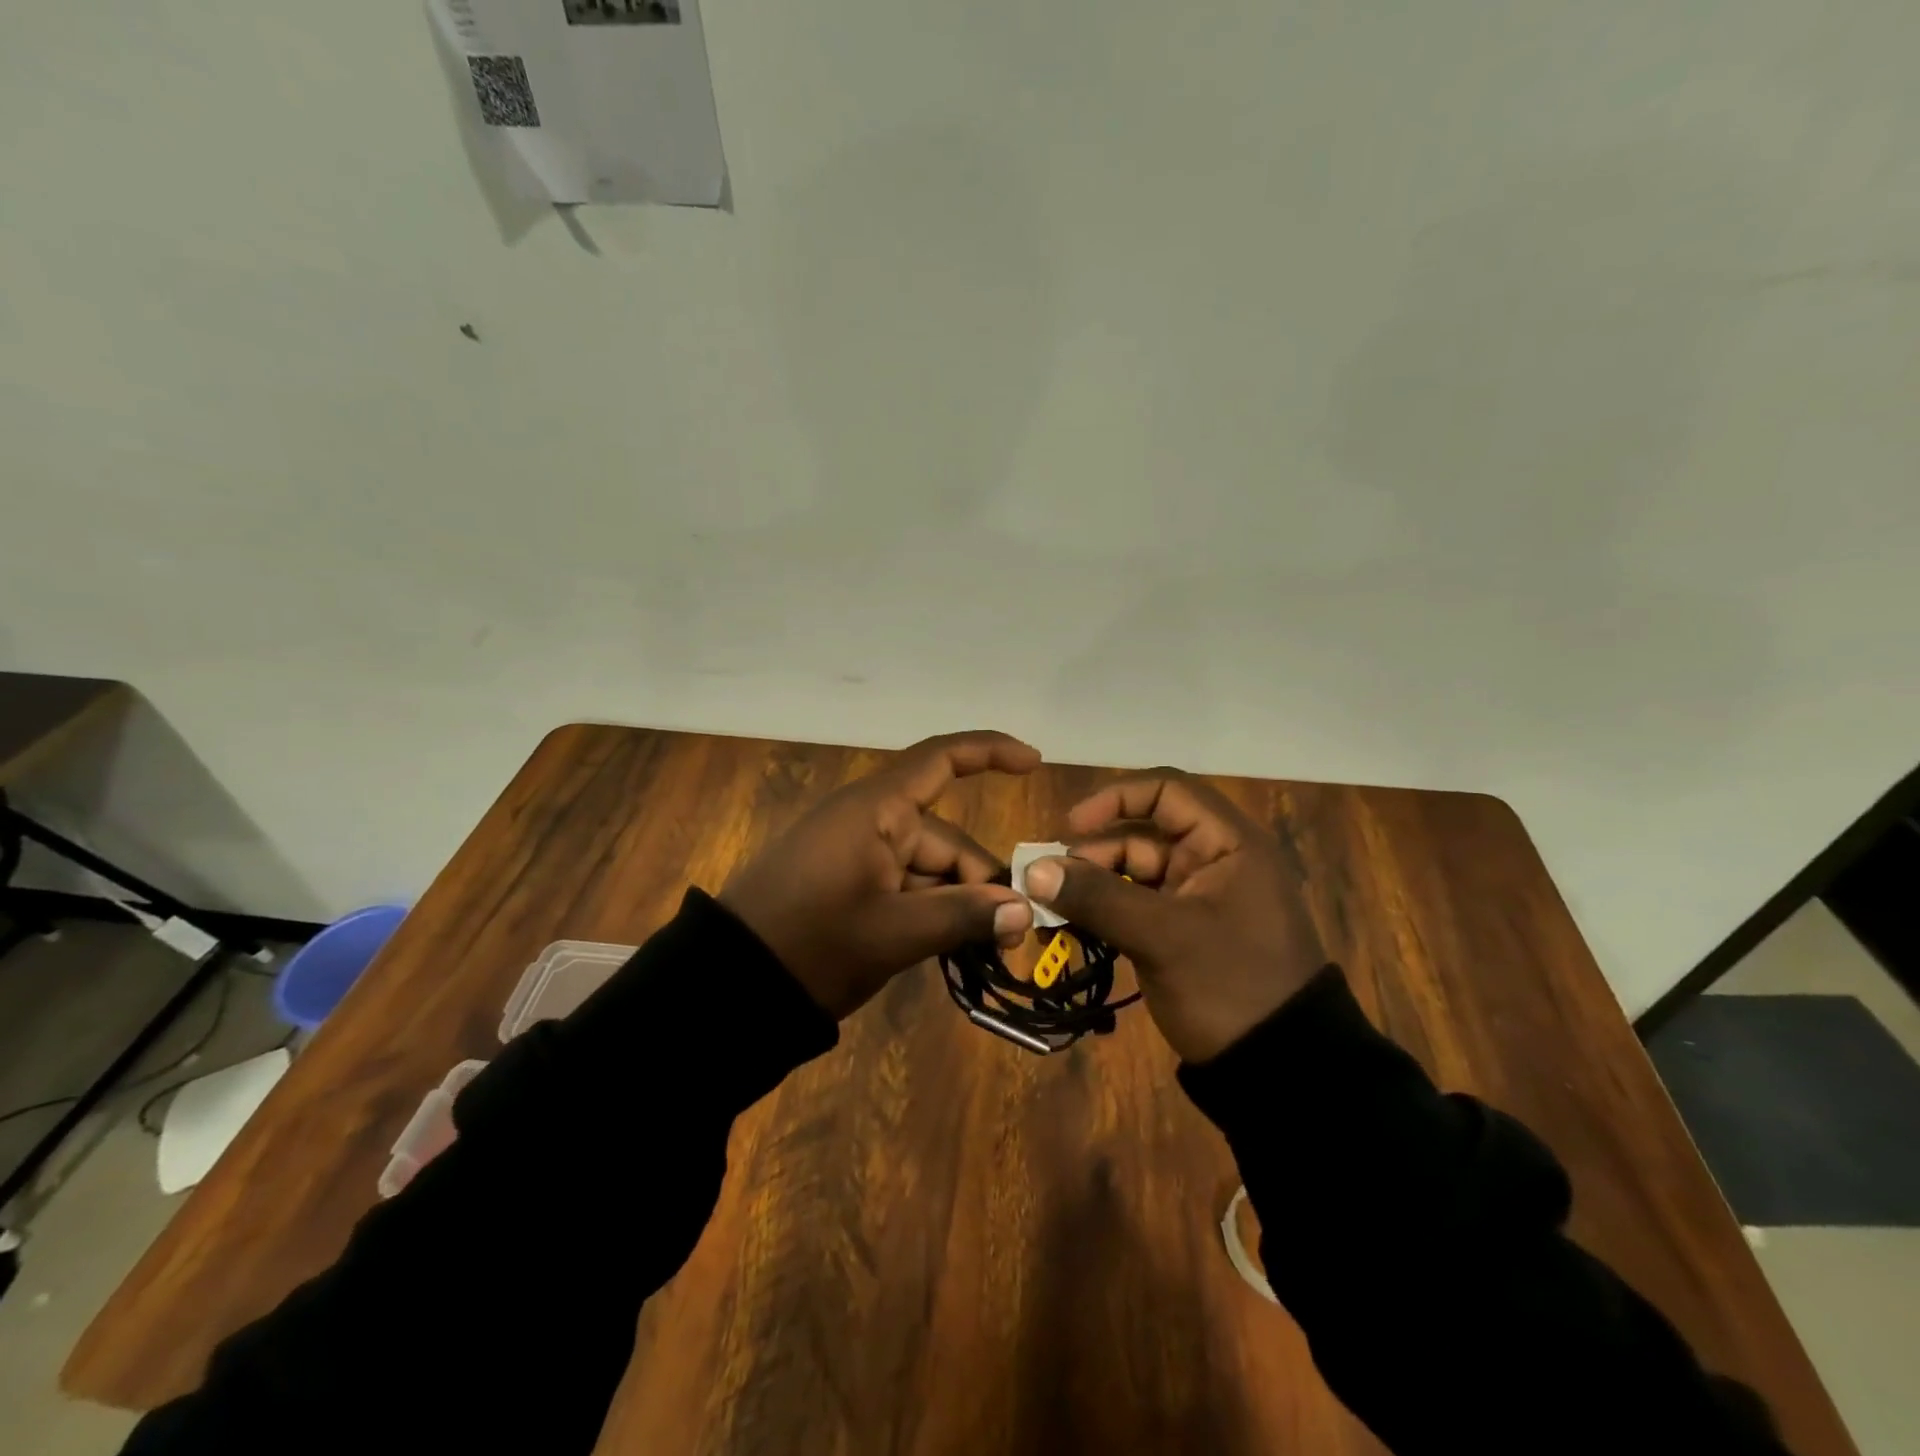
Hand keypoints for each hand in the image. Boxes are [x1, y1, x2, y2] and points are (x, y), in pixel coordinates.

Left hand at [719, 731, 1039, 1018]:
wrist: (731, 984)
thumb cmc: (813, 943)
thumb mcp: (893, 933)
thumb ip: (962, 917)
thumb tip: (1024, 910)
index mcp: (878, 809)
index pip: (941, 760)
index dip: (989, 752)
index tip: (1034, 764)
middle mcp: (873, 821)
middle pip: (947, 839)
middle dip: (981, 883)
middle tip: (1010, 938)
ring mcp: (859, 853)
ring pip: (930, 869)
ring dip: (958, 904)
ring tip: (983, 951)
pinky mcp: (851, 882)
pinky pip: (906, 885)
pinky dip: (930, 911)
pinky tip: (949, 947)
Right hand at [1021, 770, 1326, 1062]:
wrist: (1281, 1071)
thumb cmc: (1231, 987)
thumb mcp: (1163, 938)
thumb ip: (1099, 898)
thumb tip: (1033, 871)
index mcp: (1228, 844)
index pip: (1167, 791)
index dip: (1115, 799)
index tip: (1071, 826)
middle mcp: (1213, 860)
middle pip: (1141, 836)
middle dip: (1091, 856)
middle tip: (1047, 886)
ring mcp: (1197, 899)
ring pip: (1132, 874)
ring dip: (1090, 889)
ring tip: (1050, 916)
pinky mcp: (1183, 933)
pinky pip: (1134, 908)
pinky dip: (1103, 915)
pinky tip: (1070, 931)